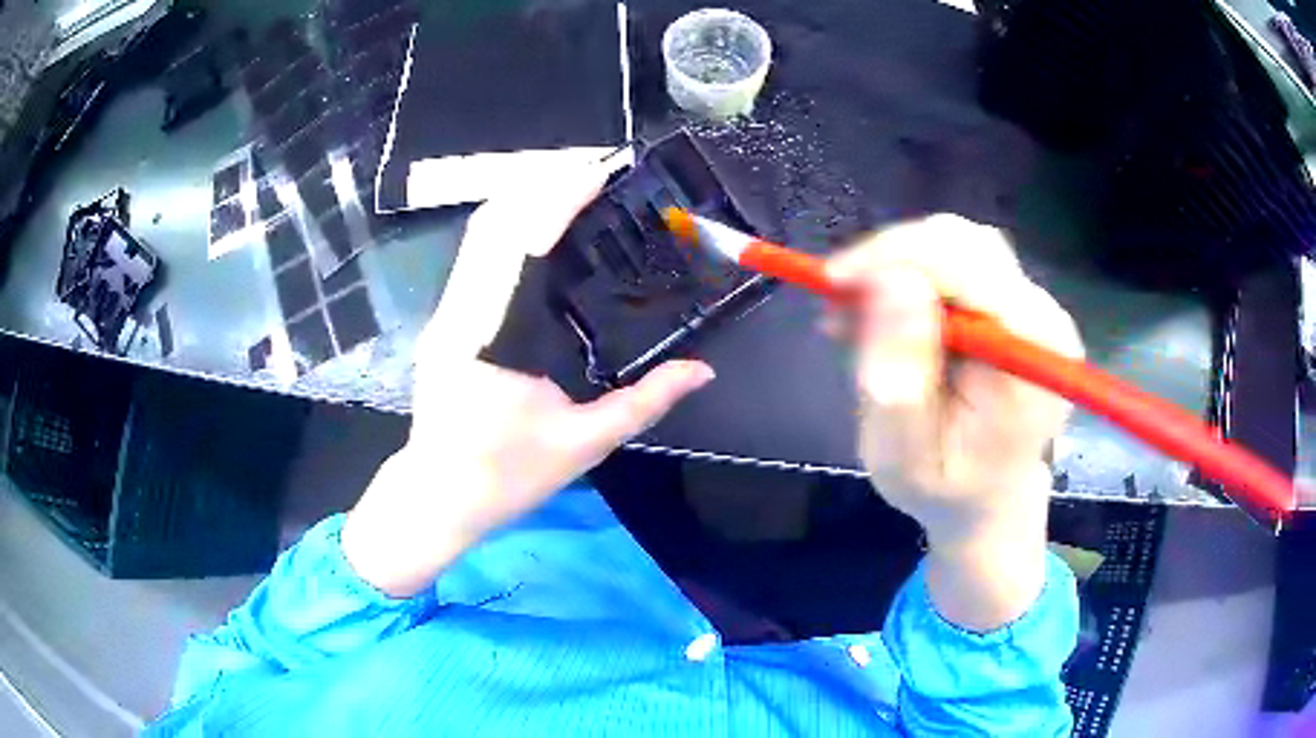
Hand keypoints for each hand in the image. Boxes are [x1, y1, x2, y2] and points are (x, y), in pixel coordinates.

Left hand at [342, 164, 715, 597]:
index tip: (597, 174)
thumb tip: (701, 371)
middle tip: (595, 168)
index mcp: (489, 341)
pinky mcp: (445, 319)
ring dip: (524, 199)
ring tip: (575, 184)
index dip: (556, 201)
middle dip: (540, 184)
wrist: (437, 495)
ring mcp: (445, 314)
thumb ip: (644, 403)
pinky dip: (511, 227)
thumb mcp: (583, 444)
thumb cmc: (505, 477)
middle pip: (491, 224)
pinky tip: (544, 224)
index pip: (519, 248)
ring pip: (478, 235)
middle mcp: (459, 314)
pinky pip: (476, 256)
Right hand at [827, 215, 1082, 629]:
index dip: (897, 256)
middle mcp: (1043, 318)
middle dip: (893, 257)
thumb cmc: (947, 491)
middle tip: (840, 300)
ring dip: (899, 266)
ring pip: (959, 245)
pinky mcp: (1016, 304)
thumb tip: (891, 279)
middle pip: (965, 243)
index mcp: (1031, 355)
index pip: (968, 266)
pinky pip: (960, 264)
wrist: (990, 501)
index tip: (834, 281)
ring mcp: (1034, 307)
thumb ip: (898, 378)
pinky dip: (913, 277)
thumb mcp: (904, 456)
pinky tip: (886, 317)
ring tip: (857, 315)